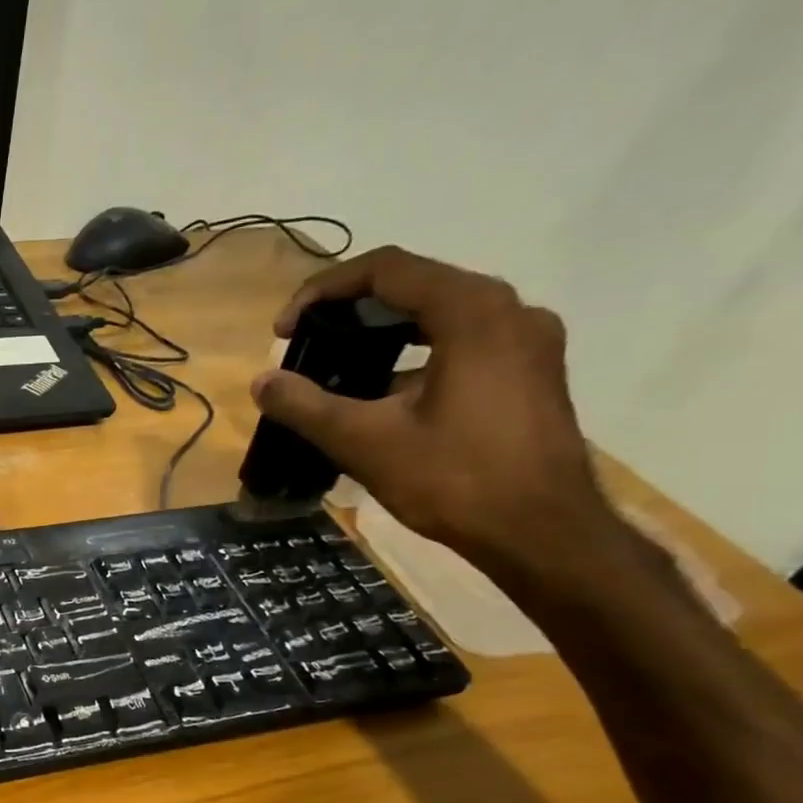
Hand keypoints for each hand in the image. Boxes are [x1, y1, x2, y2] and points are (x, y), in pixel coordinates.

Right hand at [255, 246, 614, 574]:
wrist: (541, 532)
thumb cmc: (454, 479)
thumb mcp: (364, 441)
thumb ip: (306, 405)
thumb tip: (262, 381)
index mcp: (473, 312)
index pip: (387, 269)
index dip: (323, 291)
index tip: (283, 330)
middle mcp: (509, 311)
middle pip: (416, 285)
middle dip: (350, 309)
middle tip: (306, 343)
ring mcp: (527, 342)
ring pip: (441, 314)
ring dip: (383, 331)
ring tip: (337, 365)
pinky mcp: (531, 372)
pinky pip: (463, 341)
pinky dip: (416, 353)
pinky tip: (383, 393)